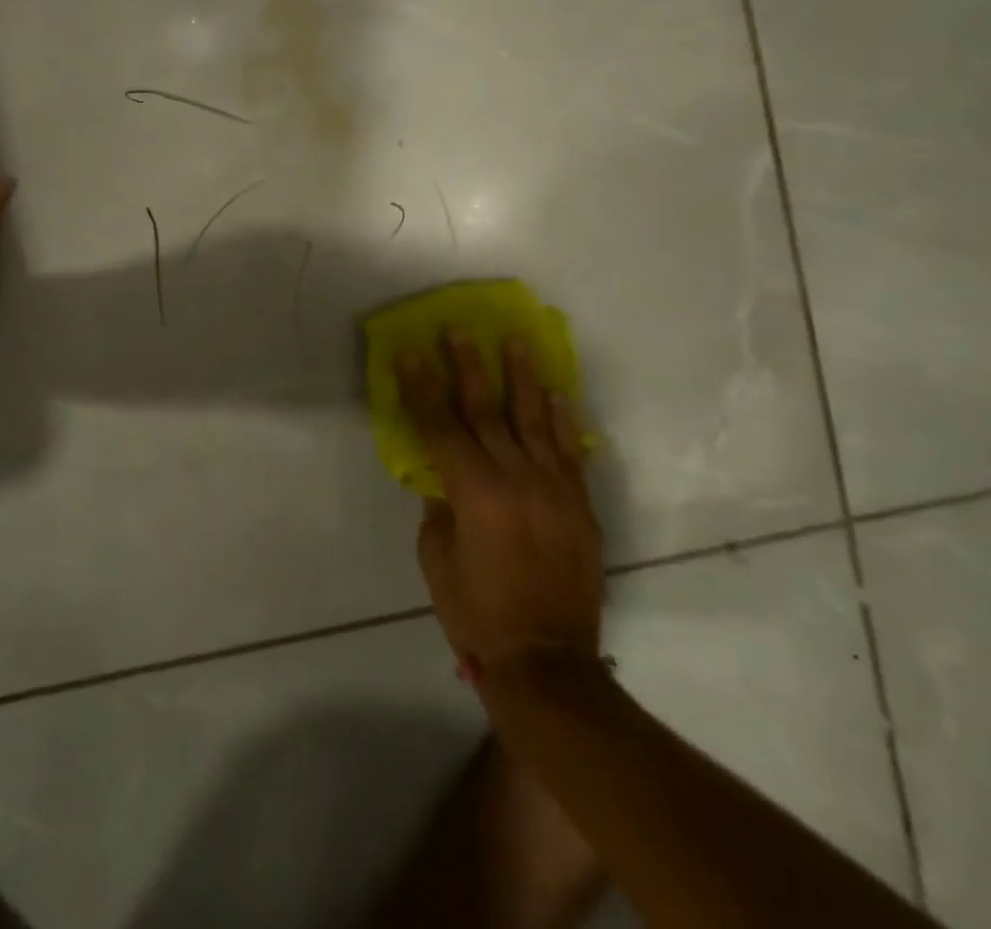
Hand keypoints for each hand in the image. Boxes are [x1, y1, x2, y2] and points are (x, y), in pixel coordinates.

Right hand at [397, 330, 603, 676]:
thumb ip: (440, 506)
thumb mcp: (437, 557)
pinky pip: (569, 451)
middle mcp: (517, 479)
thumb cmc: (476, 611)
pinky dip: (562, 419)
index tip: (411, 352)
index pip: (440, 425)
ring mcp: (554, 489)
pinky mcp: (579, 504)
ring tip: (515, 341)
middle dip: (468, 366)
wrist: (547, 660)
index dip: (423, 387)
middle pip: (486, 411)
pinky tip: (556, 392)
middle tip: (457, 330)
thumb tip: (444, 476)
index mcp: (475, 492)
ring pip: (534, 420)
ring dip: (521, 377)